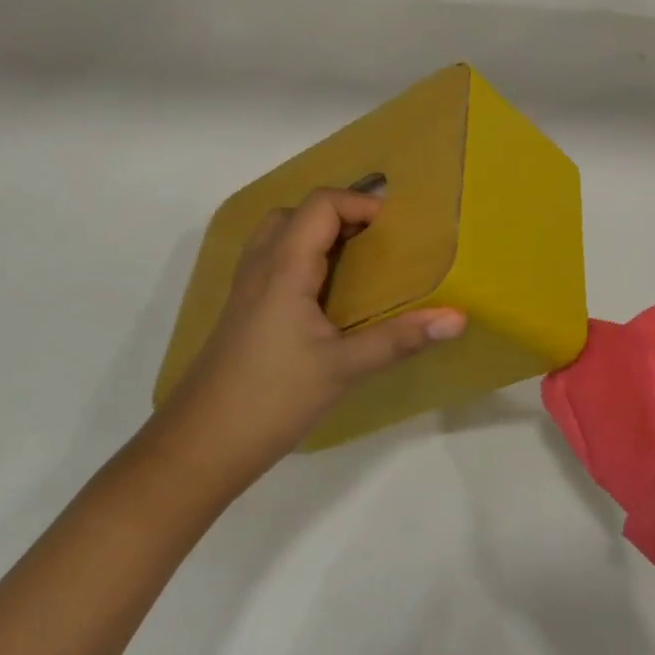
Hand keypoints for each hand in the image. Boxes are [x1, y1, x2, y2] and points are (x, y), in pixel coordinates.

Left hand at [151, 188, 465, 490]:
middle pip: (298, 212)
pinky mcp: (242, 313)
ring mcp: (245, 289)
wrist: (196, 449)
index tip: (395, 230)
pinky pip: (272, 261)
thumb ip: (400, 339)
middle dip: (340, 215)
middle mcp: (261, 267)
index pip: (321, 205)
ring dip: (318, 235)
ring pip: (279, 236)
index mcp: (285, 267)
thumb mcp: (343, 369)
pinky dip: (302, 258)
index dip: (360, 204)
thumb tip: (458, 317)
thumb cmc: (270, 399)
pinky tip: (324, 298)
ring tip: (355, 262)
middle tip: (377, 242)